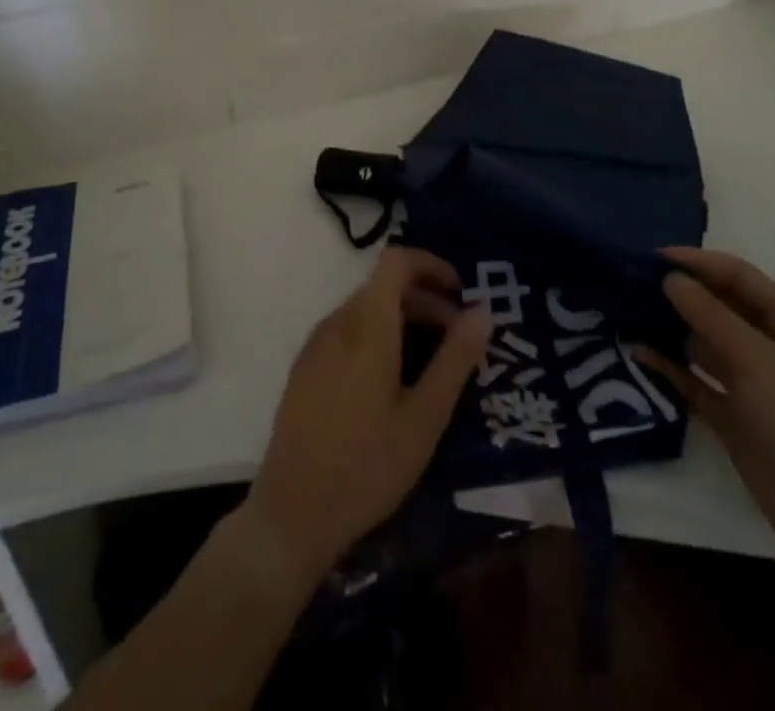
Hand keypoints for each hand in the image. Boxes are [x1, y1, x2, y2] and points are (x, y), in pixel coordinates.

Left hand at [241, 247, 491, 585]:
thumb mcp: (424, 417)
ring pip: (366, 309)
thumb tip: (483, 311)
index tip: (460, 293)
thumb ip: (455, 359)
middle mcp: (337, 322)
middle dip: (425, 299)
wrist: (291, 514)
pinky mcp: (305, 368)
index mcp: (366, 325)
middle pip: (384, 285)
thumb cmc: (366, 466)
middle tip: (458, 339)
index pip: (396, 260)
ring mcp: (316, 344)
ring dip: (403, 320)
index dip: (430, 264)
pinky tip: (393, 383)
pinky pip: (347, 332)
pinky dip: (378, 336)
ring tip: (431, 364)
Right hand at [636, 248, 774, 577]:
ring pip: (702, 344)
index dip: (697, 263)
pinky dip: (671, 369)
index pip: (738, 277)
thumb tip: (671, 279)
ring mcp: (752, 385)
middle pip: (718, 307)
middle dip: (679, 294)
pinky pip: (696, 382)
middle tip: (629, 285)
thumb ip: (712, 317)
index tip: (650, 257)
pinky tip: (640, 355)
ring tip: (625, 316)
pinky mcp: (735, 419)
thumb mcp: (760, 362)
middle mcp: (770, 347)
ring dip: (670, 330)